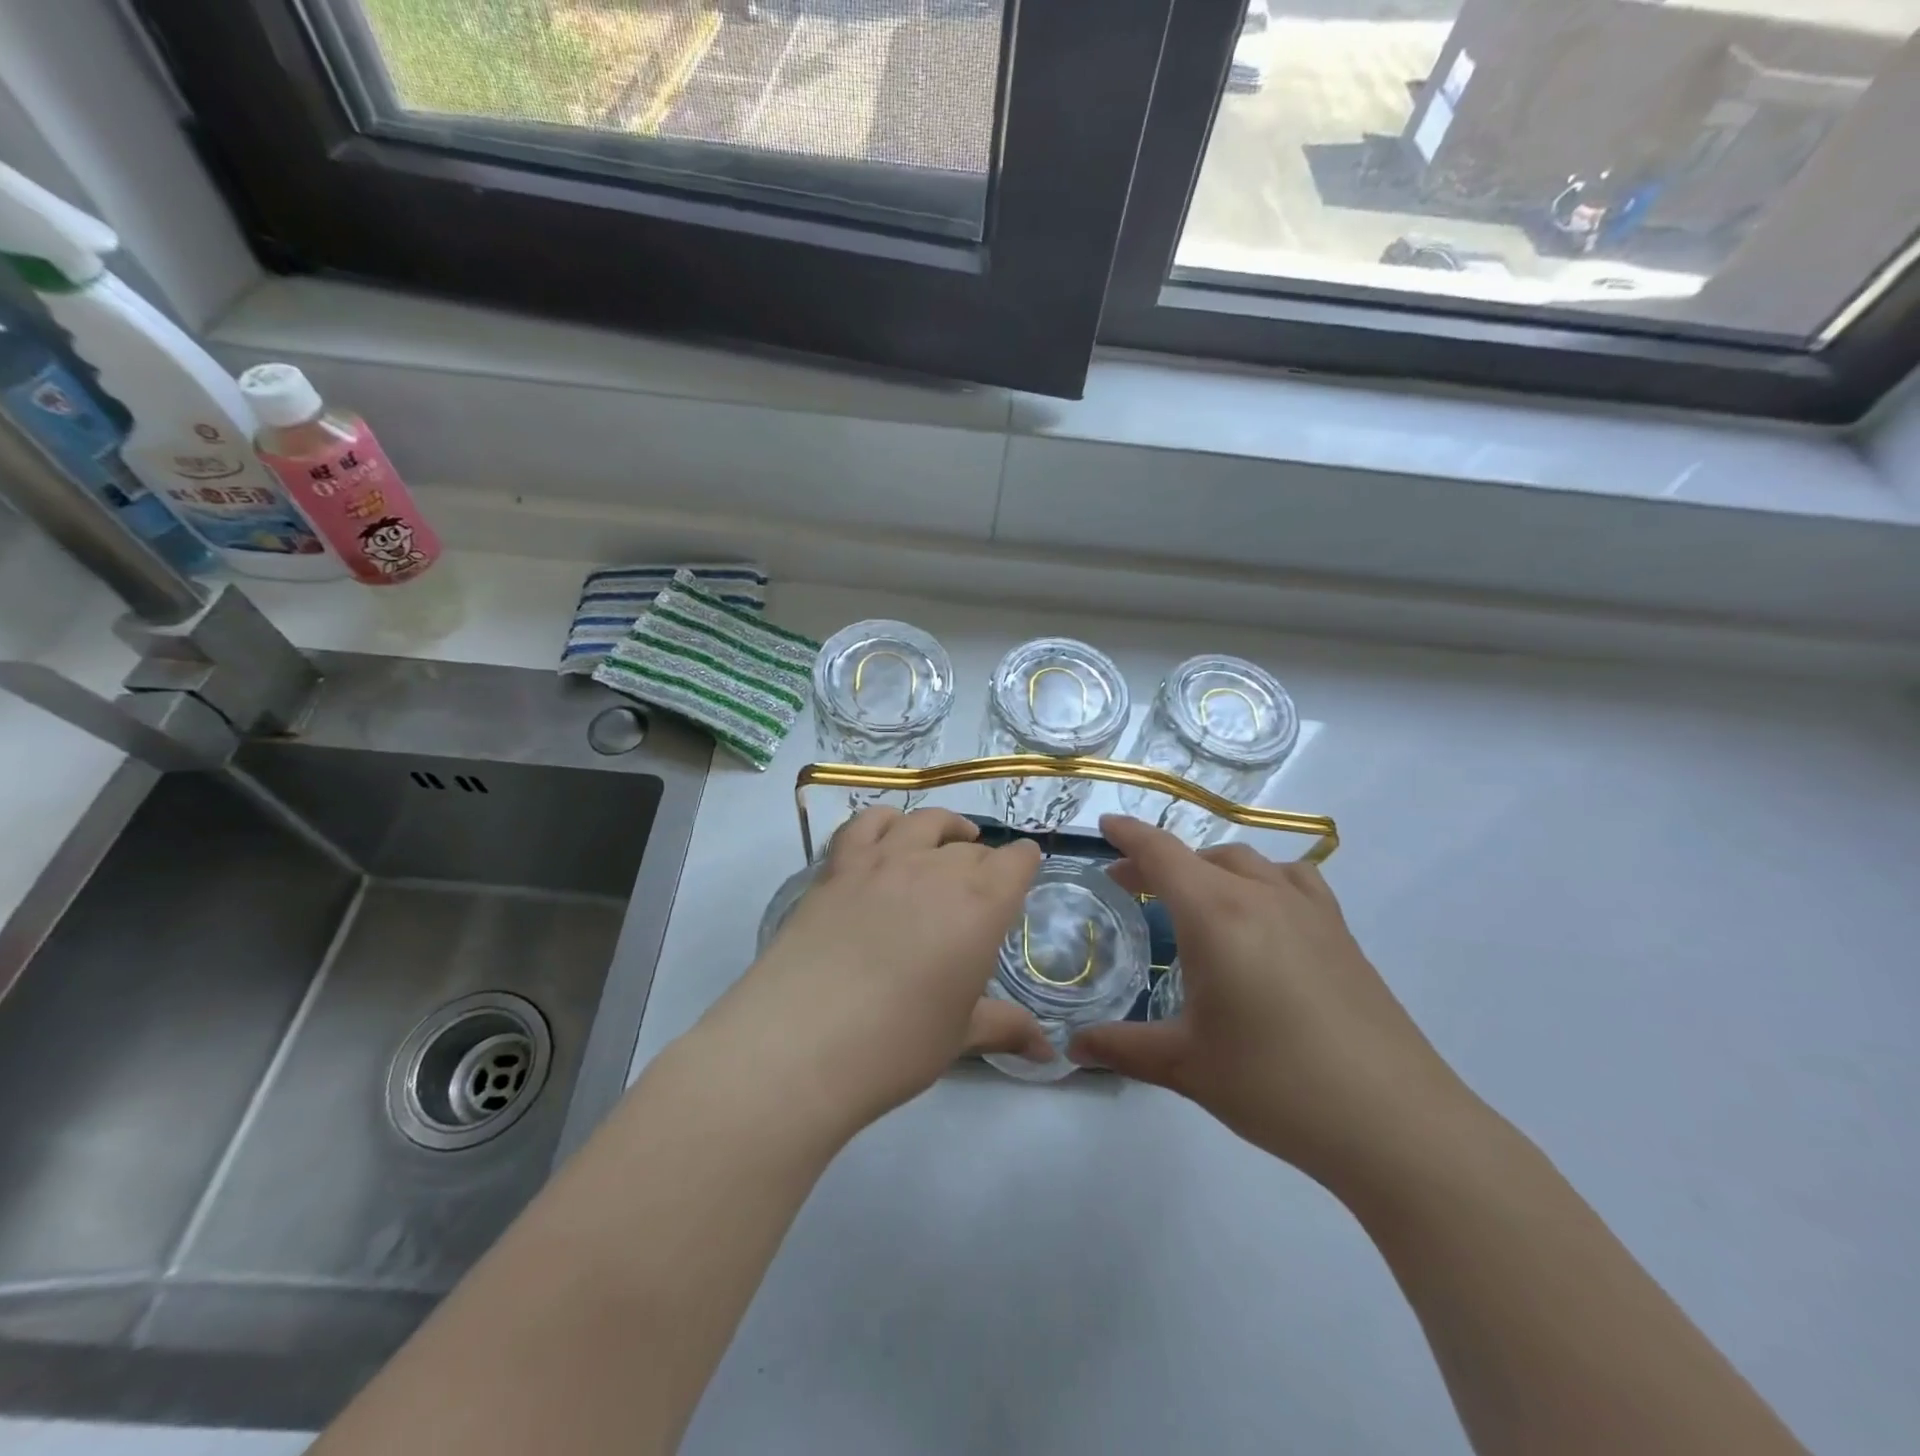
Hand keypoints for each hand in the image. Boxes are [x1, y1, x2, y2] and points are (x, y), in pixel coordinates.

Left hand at [698, 808, 1047, 1136]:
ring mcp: (882, 861)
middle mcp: (937, 869)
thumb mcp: (960, 1037)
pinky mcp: (838, 866)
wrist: (803, 1041)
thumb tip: (1049, 1052)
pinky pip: (866, 823)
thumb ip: (1005, 1028)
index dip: (1024, 863)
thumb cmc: (898, 1043)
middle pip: (971, 848)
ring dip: (944, 829)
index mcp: (980, 905)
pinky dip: (885, 820)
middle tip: (979, 889)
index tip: (1024, 871)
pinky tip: (889, 834)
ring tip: (947, 840)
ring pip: (924, 823)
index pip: (1016, 862)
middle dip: (984, 862)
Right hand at [1069, 816, 1471, 1191]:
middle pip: (1201, 856)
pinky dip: (1263, 879)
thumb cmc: (1275, 1085)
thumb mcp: (1186, 1065)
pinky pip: (1294, 880)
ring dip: (1210, 867)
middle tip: (1132, 887)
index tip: (1105, 826)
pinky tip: (1264, 914)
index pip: (1161, 853)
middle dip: (1160, 862)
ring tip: (1195, 898)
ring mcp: (1309, 910)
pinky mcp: (1342, 933)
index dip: (1129, 835)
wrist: (1394, 1122)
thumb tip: (1072, 1049)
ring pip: (1248, 862)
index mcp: (1215, 914)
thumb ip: (1122, 1048)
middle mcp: (1261, 896)